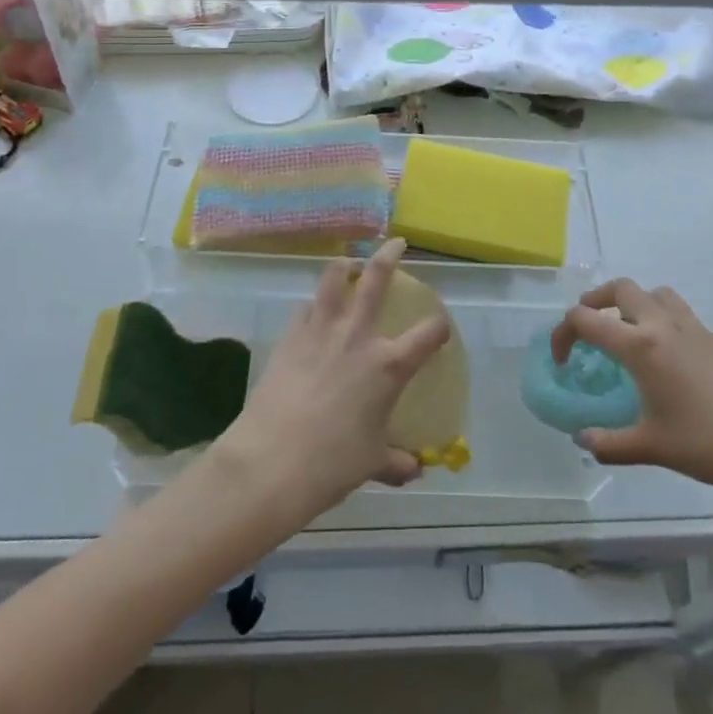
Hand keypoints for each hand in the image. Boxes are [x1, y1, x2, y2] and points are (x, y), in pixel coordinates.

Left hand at [221, 240, 451, 526]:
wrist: (272, 460)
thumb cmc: (332, 463)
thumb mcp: (372, 463)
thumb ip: (396, 461)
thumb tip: (413, 470)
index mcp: (388, 365)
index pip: (428, 334)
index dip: (439, 328)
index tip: (440, 328)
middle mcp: (357, 337)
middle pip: (376, 280)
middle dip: (389, 256)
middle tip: (397, 243)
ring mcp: (320, 331)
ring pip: (333, 281)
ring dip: (344, 266)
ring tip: (348, 261)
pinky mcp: (289, 337)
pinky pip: (305, 309)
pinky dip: (314, 305)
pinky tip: (313, 311)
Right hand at [551, 278, 712, 502]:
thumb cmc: (710, 444)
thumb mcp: (653, 448)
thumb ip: (610, 444)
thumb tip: (583, 441)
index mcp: (641, 345)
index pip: (586, 319)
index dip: (563, 334)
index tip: (561, 360)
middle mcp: (665, 325)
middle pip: (621, 288)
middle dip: (595, 300)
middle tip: (589, 327)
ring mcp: (697, 329)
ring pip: (656, 293)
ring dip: (635, 303)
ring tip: (630, 334)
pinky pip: (683, 316)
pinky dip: (665, 323)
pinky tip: (673, 365)